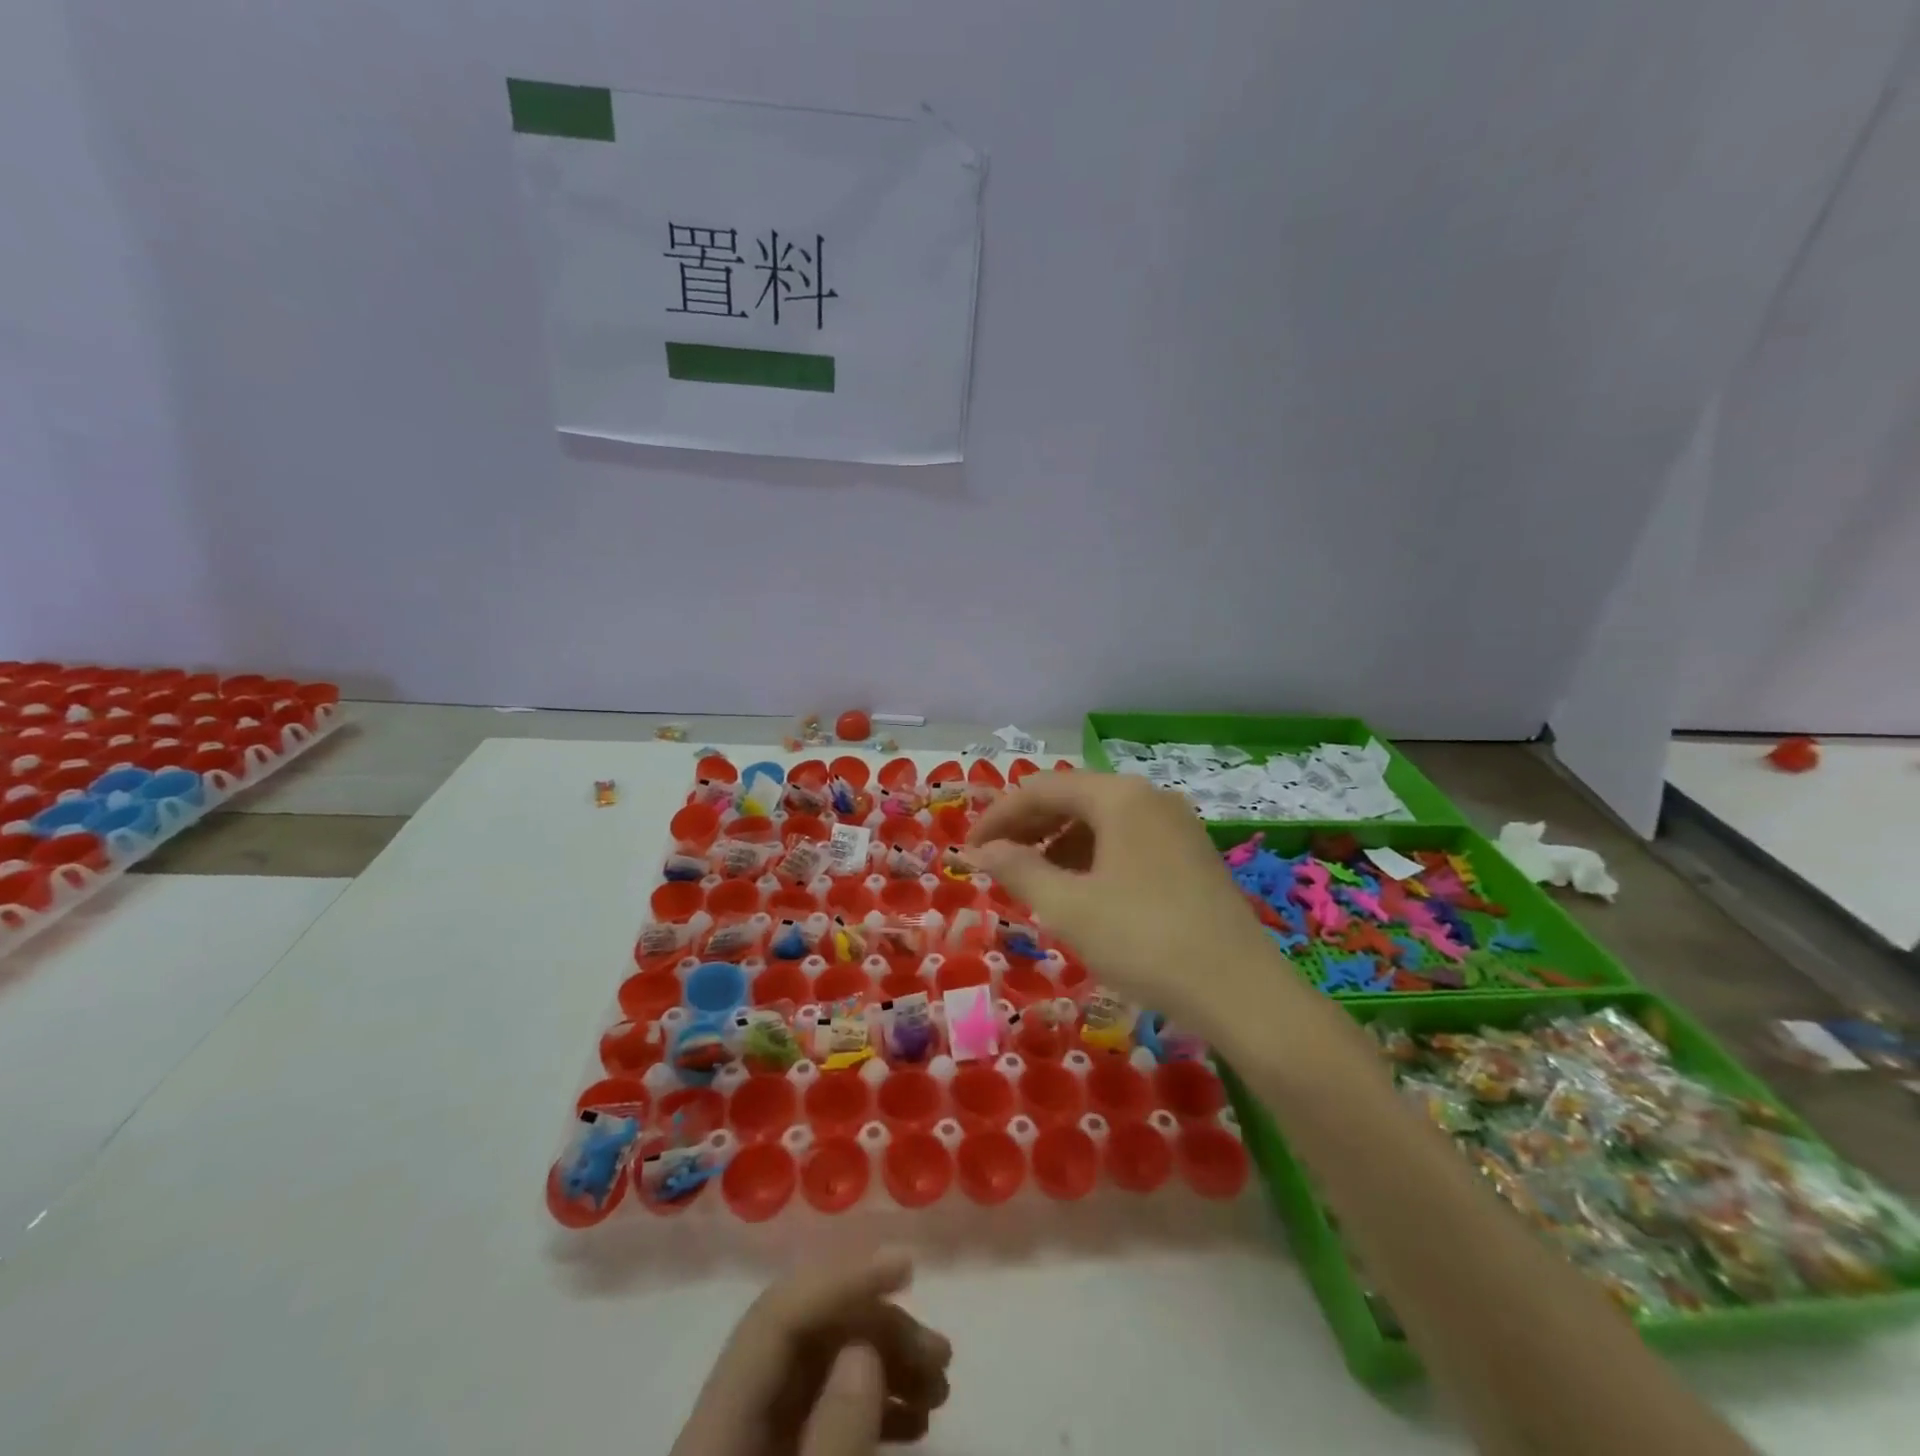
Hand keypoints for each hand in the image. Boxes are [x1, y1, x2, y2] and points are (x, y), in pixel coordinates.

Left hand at [671, 1249, 951, 1455]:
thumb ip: (832, 1436)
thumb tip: (864, 1344)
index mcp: (715, 1423)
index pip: (778, 1316)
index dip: (842, 1278)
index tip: (907, 1263)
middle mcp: (730, 1415)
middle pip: (807, 1336)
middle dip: (880, 1328)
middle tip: (939, 1353)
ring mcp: (752, 1438)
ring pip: (823, 1368)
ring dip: (886, 1363)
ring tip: (939, 1383)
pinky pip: (825, 1410)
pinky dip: (873, 1404)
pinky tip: (915, 1418)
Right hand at [967, 772, 1280, 1032]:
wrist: (1241, 992)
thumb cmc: (1144, 941)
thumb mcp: (1069, 907)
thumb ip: (1019, 870)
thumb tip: (981, 851)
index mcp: (1119, 797)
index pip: (1041, 789)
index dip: (998, 816)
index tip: (969, 850)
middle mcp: (1150, 798)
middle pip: (1073, 798)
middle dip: (1028, 828)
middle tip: (994, 863)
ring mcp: (1176, 826)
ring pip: (1101, 821)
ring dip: (1059, 844)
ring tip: (1033, 881)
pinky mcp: (1192, 855)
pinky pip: (1127, 842)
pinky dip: (1093, 858)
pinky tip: (1081, 891)